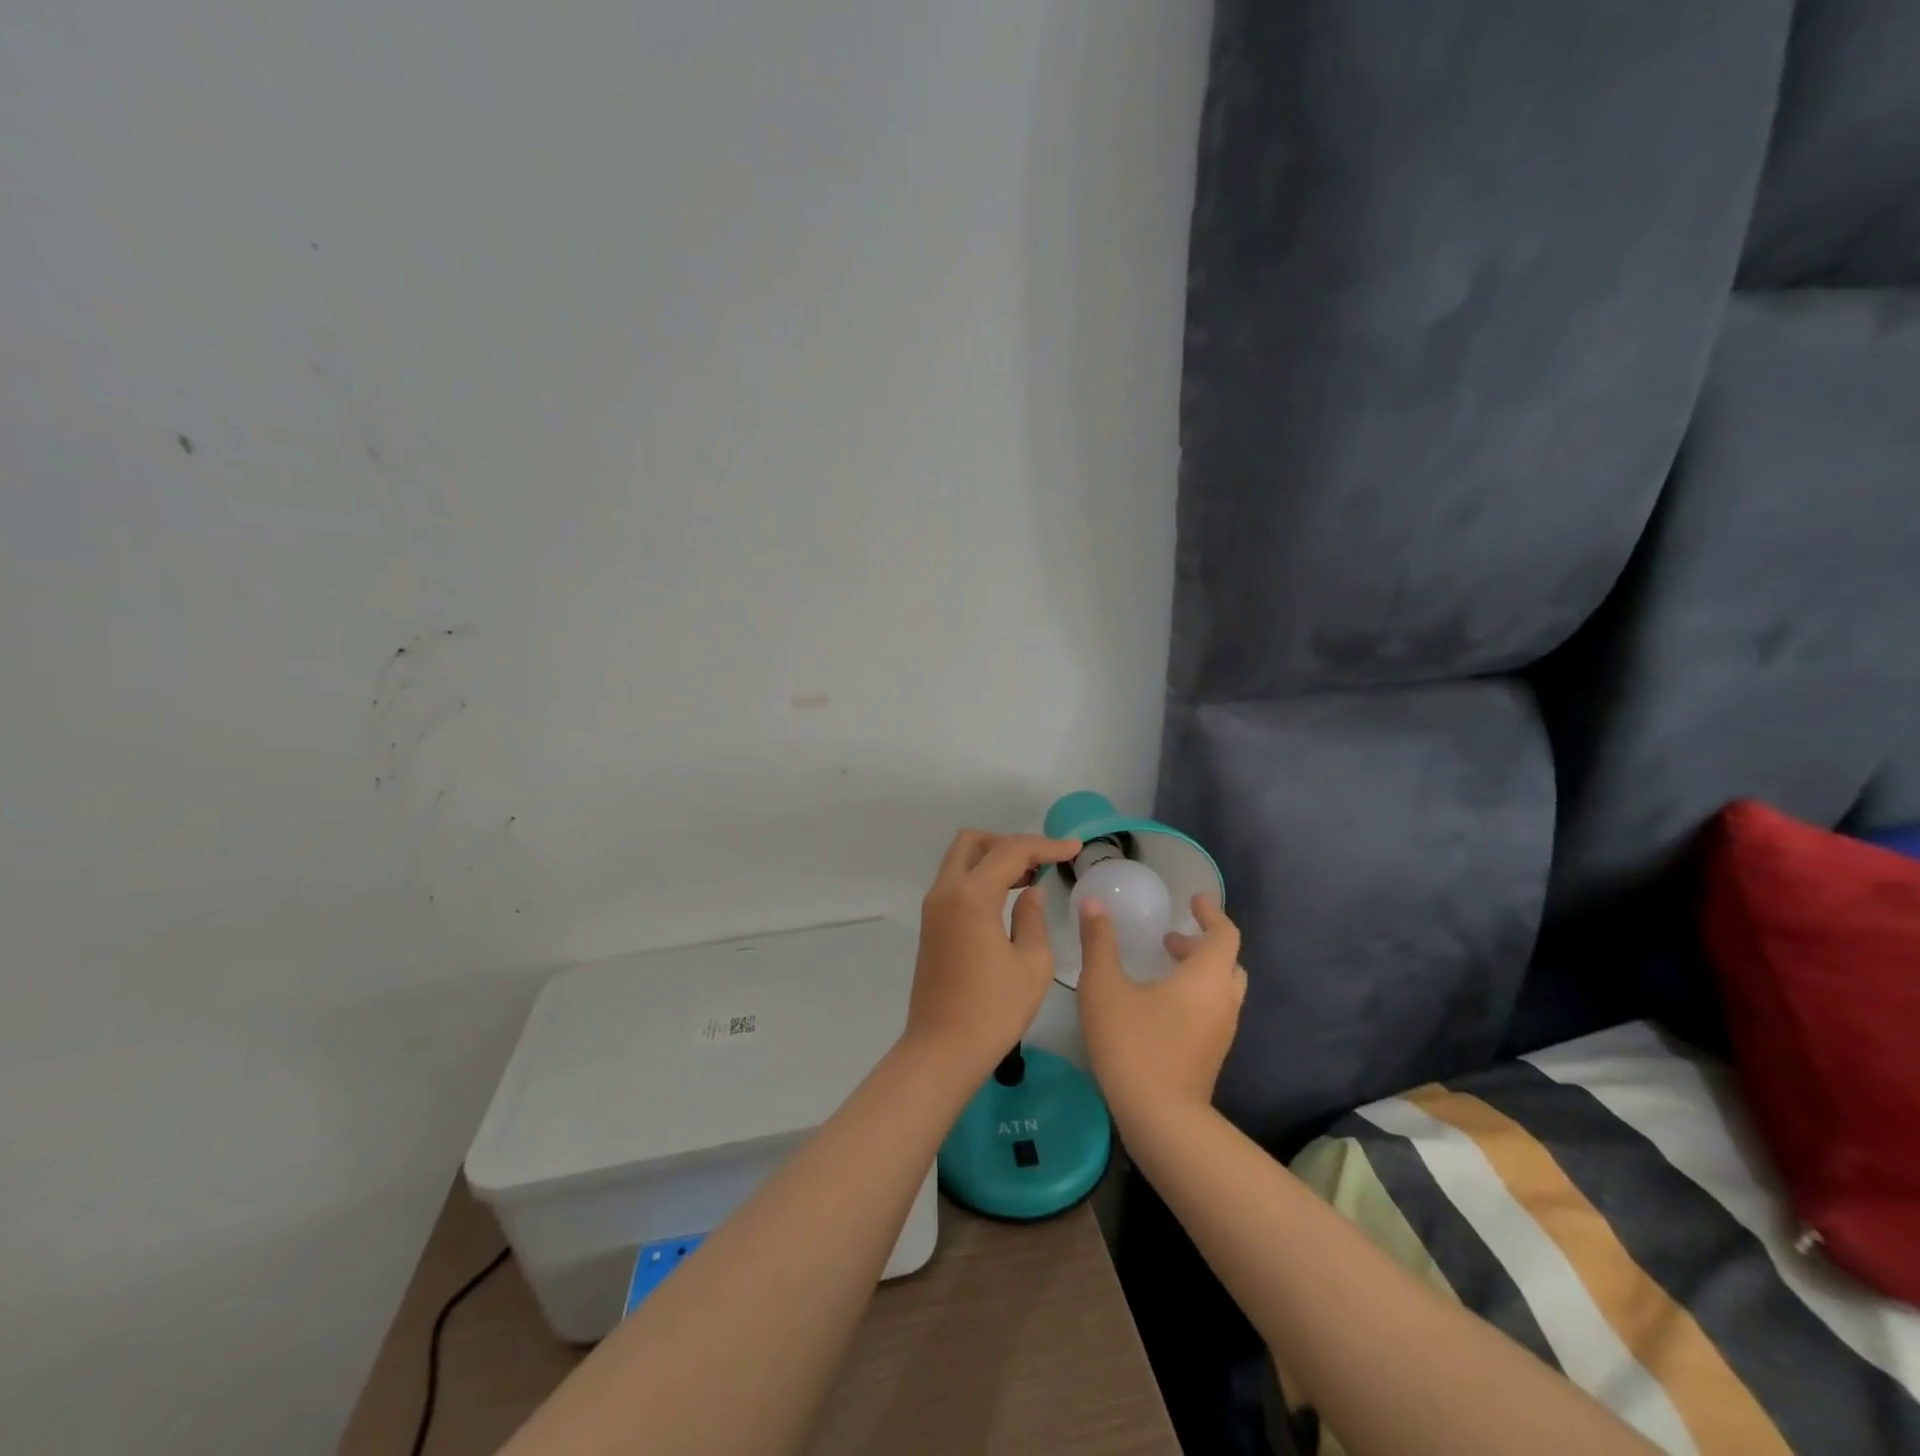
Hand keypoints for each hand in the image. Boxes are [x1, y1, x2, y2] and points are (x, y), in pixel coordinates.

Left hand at [906, 830, 1080, 1070]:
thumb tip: (1031, 892)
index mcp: (971, 896)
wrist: (943, 1049)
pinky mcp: (931, 925)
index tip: (1074, 848)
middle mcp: (945, 892)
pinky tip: (1007, 898)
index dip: (1045, 846)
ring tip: (1030, 877)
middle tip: (1040, 861)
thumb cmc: (994, 1010)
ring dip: (993, 859)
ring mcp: (934, 908)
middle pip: (973, 842)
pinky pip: (956, 883)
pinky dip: (980, 877)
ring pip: (960, 860)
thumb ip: (1033, 918)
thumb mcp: (1031, 964)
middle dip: (1008, 842)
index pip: (1010, 851)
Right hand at [1076, 892, 1246, 1127]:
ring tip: (1160, 966)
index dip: (1211, 913)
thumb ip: (1099, 942)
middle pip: (1227, 961)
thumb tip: (1092, 903)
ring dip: (1197, 970)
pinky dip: (1194, 994)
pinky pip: (1212, 1010)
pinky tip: (1158, 1004)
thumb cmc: (1133, 1043)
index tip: (1194, 900)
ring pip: (1220, 988)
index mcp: (1206, 977)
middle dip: (1201, 943)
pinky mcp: (1212, 1054)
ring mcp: (1221, 1031)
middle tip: (1169, 937)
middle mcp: (1223, 1000)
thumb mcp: (1104, 987)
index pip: (1224, 933)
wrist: (1161, 1120)